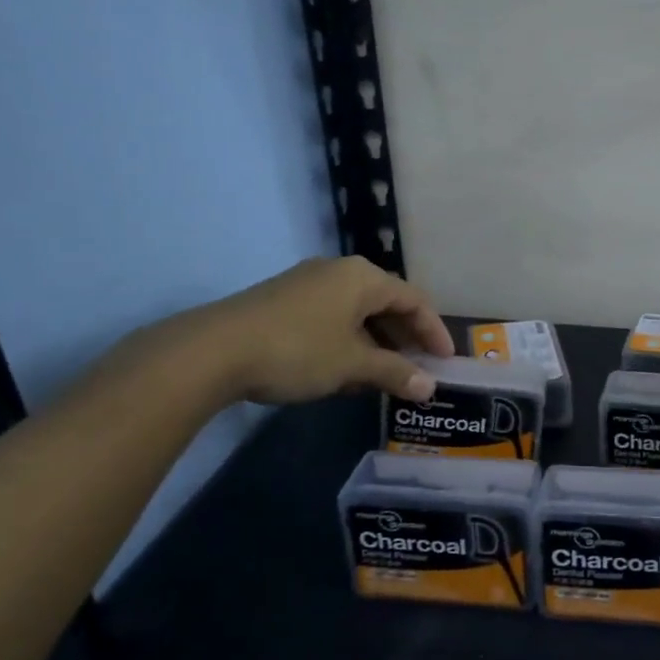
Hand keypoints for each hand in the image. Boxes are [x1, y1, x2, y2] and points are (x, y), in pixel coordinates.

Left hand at [152, 256, 452, 407]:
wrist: (213, 351)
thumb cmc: (298, 350)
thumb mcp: (352, 365)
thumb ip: (395, 373)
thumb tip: (429, 387)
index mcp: (362, 277)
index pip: (414, 299)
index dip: (434, 330)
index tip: (446, 361)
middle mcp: (338, 271)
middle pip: (386, 303)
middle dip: (405, 338)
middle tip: (419, 369)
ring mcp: (307, 284)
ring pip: (356, 313)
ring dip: (376, 344)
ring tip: (384, 377)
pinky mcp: (283, 301)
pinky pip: (331, 318)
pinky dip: (348, 342)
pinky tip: (344, 372)